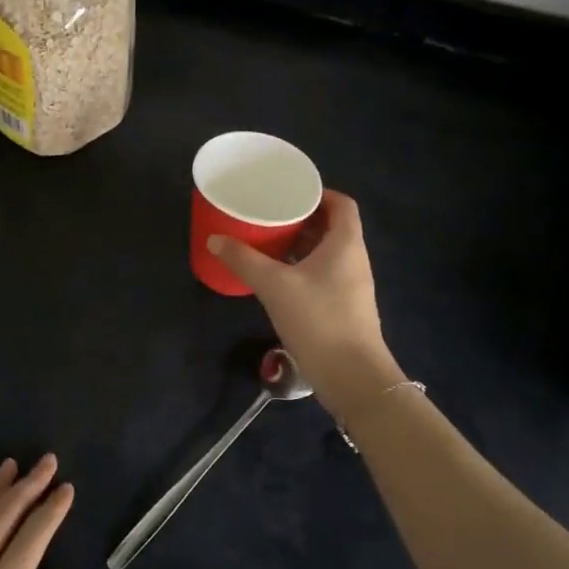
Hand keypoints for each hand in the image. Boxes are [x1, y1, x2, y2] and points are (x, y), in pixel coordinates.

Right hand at [207, 190, 404, 414]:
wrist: (352, 376)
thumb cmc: (318, 319)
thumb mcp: (274, 285)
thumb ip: (243, 260)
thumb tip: (215, 239)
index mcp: (346, 244)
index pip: (342, 204)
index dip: (319, 193)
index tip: (290, 192)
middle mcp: (353, 259)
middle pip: (332, 227)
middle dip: (302, 218)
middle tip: (270, 214)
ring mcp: (351, 285)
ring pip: (326, 253)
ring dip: (301, 244)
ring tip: (268, 241)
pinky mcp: (343, 307)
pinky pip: (323, 274)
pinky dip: (302, 267)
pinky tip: (277, 277)